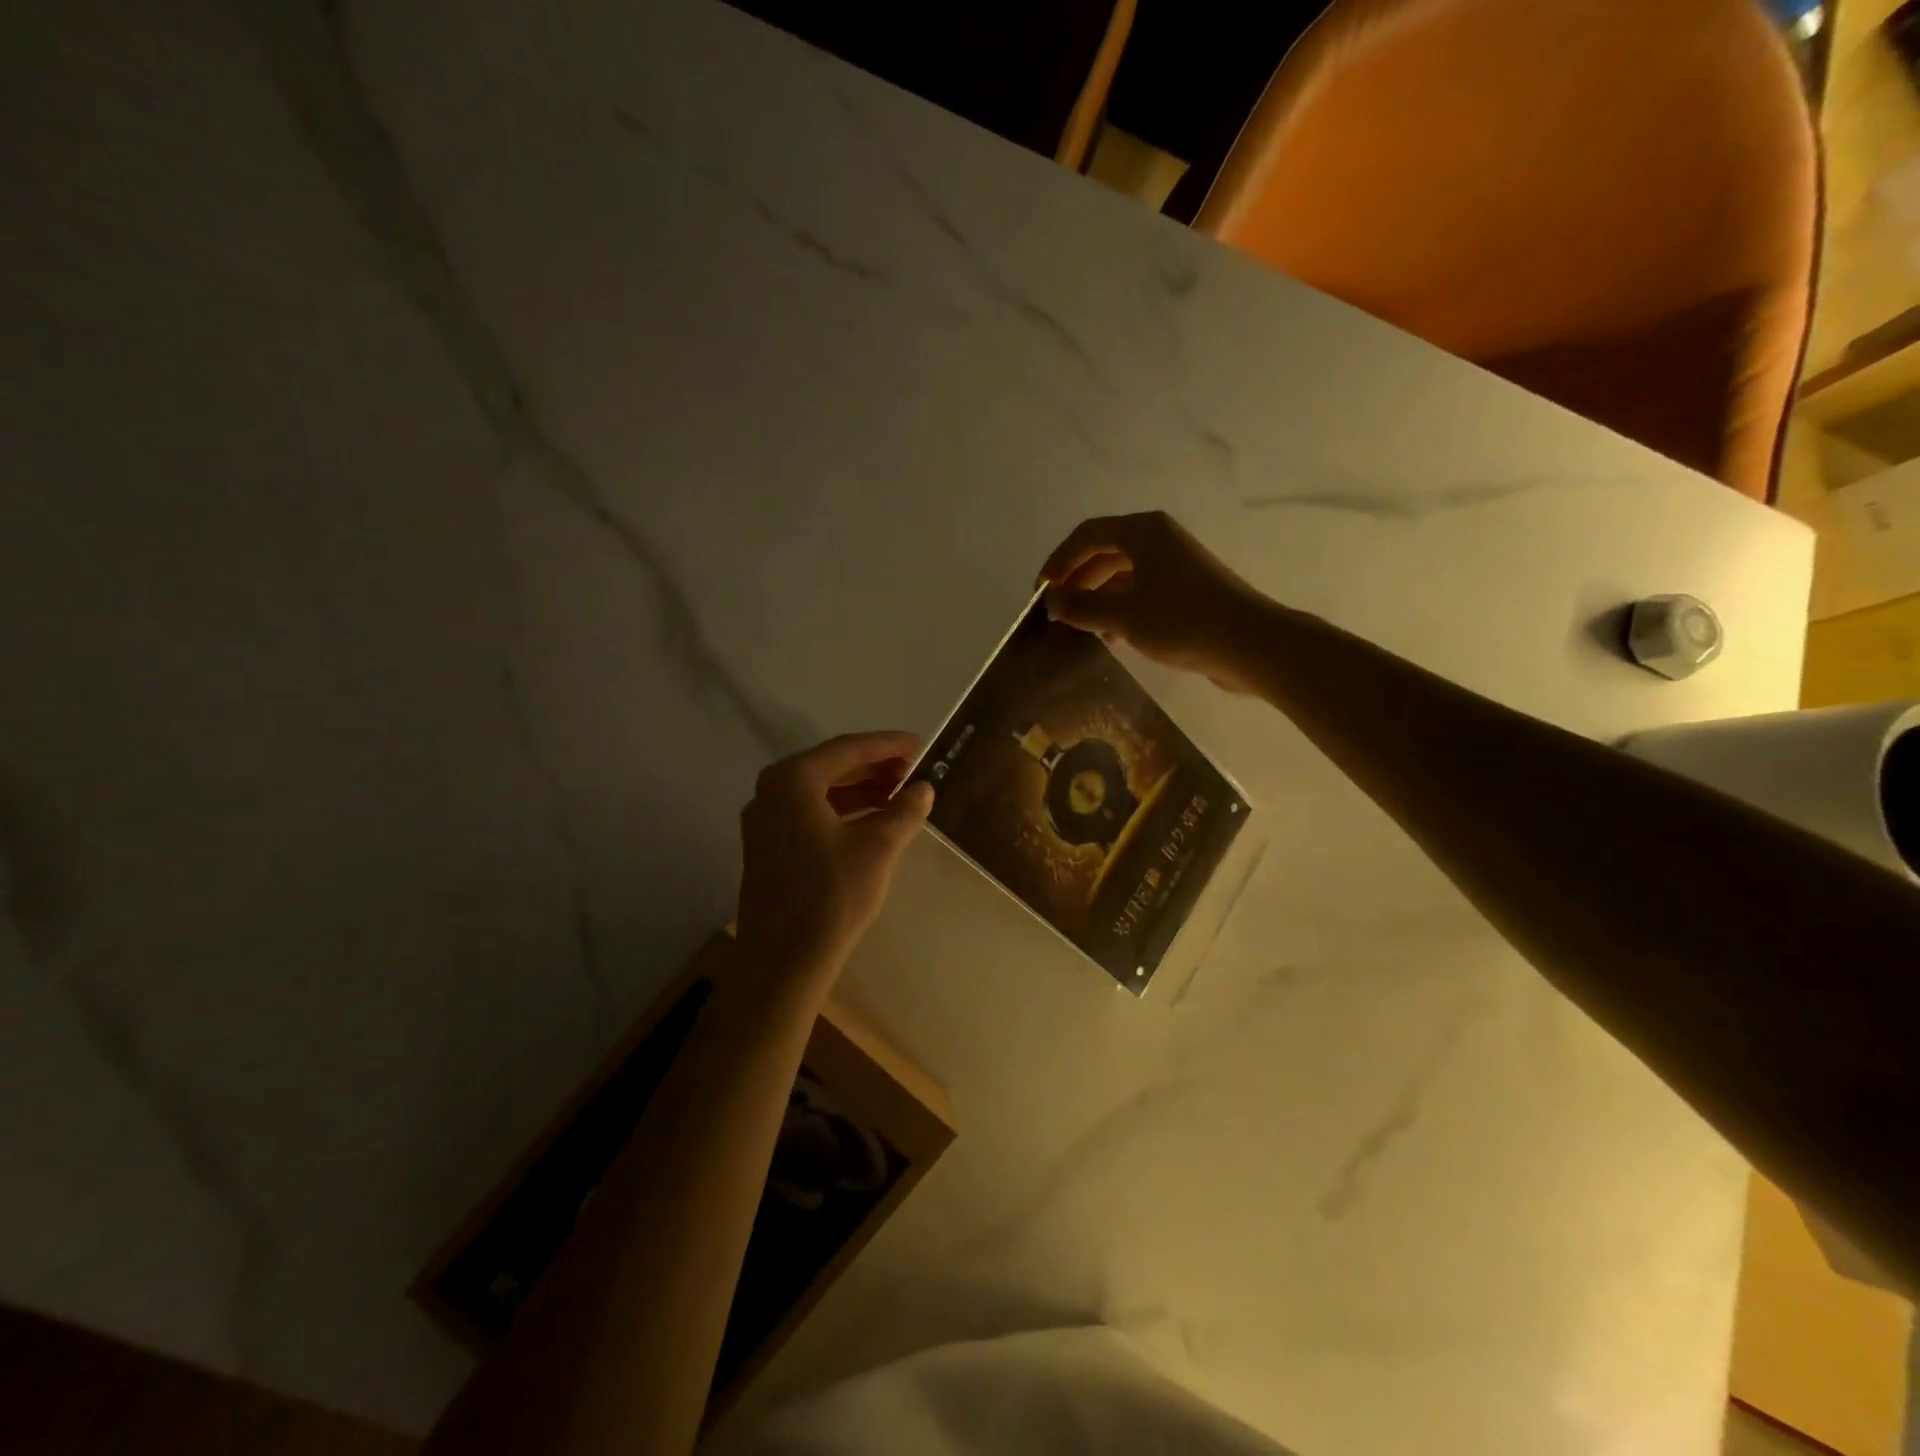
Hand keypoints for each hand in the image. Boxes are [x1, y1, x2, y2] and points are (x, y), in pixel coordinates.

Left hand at [735, 731, 934, 989]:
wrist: (782, 963)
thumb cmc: (831, 896)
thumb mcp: (878, 848)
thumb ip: (904, 810)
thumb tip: (923, 788)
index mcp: (793, 780)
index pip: (848, 749)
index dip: (888, 745)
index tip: (921, 745)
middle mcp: (772, 790)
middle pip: (831, 766)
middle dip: (875, 767)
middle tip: (914, 771)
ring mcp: (764, 819)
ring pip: (820, 791)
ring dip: (860, 790)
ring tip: (900, 795)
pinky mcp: (767, 846)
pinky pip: (809, 813)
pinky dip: (842, 811)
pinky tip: (872, 821)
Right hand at [1038, 512, 1270, 693]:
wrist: (1250, 645)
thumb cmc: (1183, 621)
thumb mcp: (1124, 615)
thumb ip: (1082, 606)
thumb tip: (1050, 601)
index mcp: (1143, 532)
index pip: (1087, 535)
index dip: (1058, 562)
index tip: (1040, 593)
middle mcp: (1159, 540)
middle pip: (1104, 553)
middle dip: (1076, 581)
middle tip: (1056, 611)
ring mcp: (1175, 566)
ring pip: (1122, 575)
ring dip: (1097, 598)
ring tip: (1078, 627)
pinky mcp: (1186, 591)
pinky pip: (1141, 592)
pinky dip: (1120, 609)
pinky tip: (1109, 637)